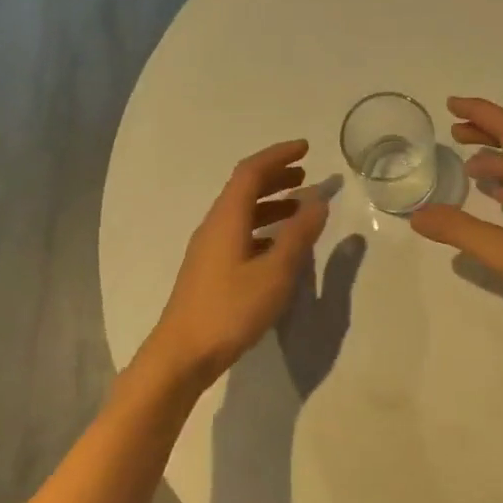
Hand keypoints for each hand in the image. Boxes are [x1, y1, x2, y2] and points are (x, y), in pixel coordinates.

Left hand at [143, 140, 330, 385]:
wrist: (183, 354)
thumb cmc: (231, 310)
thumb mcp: (275, 273)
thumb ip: (299, 236)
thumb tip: (319, 202)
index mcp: (227, 218)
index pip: (251, 171)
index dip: (278, 155)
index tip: (306, 148)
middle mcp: (214, 225)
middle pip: (244, 188)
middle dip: (276, 176)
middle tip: (306, 174)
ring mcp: (209, 248)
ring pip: (242, 212)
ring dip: (271, 202)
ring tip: (300, 207)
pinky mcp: (210, 269)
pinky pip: (239, 232)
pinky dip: (263, 227)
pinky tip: (280, 245)